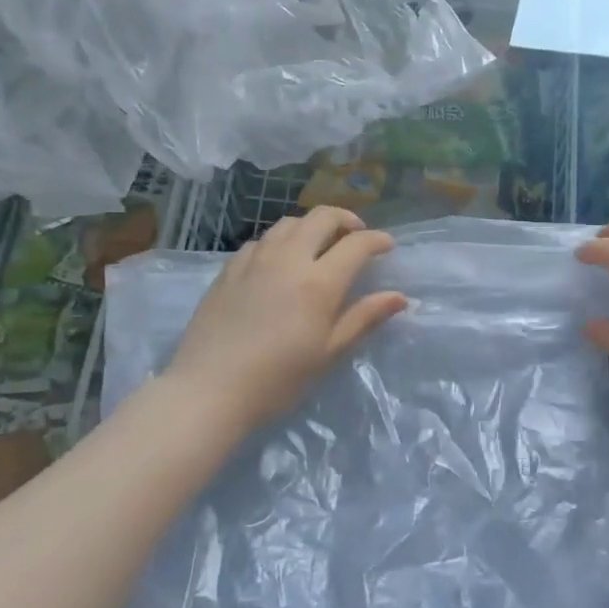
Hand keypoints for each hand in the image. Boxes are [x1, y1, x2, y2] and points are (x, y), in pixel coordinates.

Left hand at [163, 206, 406, 429]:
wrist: (208, 390)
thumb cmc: (277, 380)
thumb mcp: (329, 353)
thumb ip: (364, 318)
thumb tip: (399, 297)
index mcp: (319, 282)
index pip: (356, 244)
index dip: (377, 240)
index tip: (387, 246)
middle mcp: (289, 259)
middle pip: (322, 217)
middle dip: (346, 219)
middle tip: (356, 236)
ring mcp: (255, 260)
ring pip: (289, 223)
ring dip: (312, 225)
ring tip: (320, 243)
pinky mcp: (229, 269)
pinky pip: (262, 240)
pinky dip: (281, 240)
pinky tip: (280, 260)